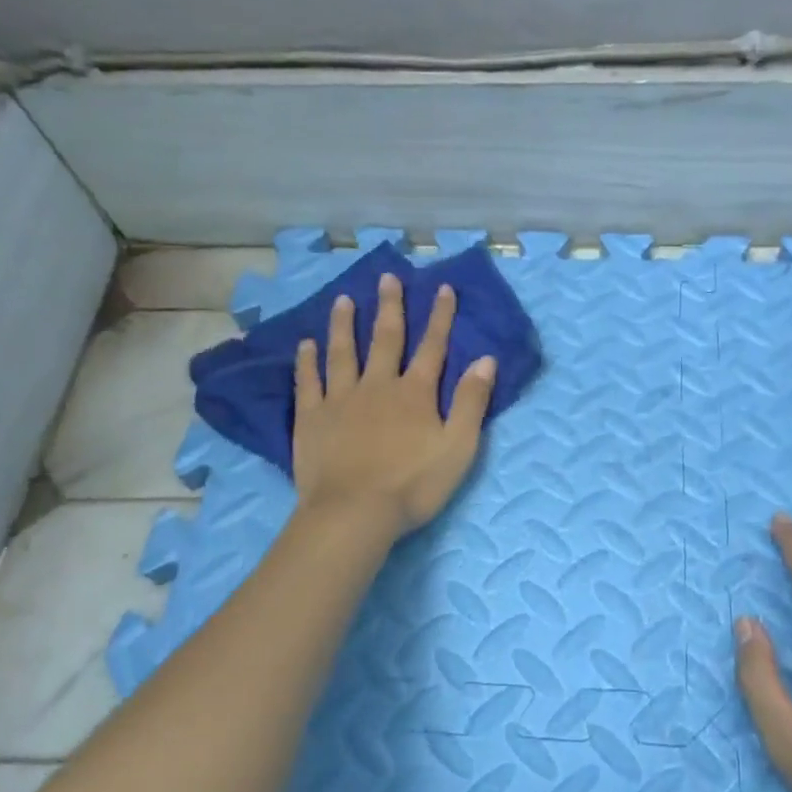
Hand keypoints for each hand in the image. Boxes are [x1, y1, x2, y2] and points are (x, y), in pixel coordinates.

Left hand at [292, 273, 495, 536]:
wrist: (354, 512)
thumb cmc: (414, 484)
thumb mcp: (459, 447)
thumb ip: (472, 402)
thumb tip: (485, 359)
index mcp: (415, 393)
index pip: (432, 346)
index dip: (440, 316)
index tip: (442, 288)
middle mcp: (378, 385)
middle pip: (385, 339)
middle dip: (390, 307)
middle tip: (388, 278)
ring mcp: (340, 399)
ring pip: (343, 352)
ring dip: (345, 324)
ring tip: (344, 300)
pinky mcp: (312, 418)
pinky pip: (309, 382)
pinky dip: (307, 361)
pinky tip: (305, 345)